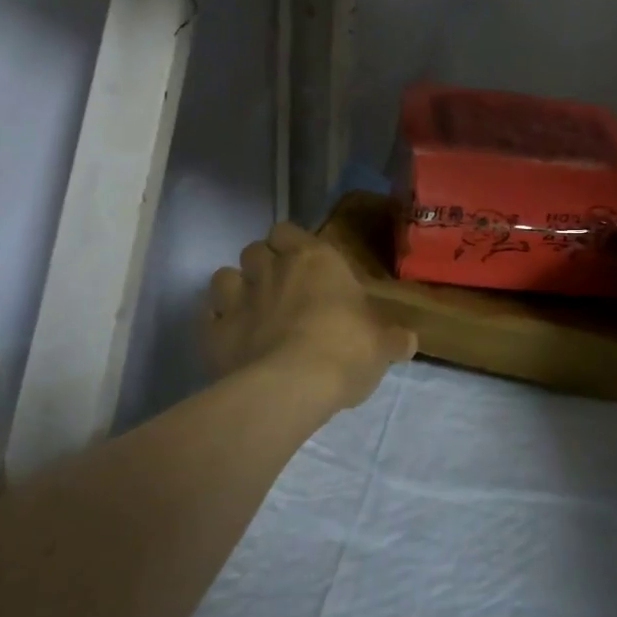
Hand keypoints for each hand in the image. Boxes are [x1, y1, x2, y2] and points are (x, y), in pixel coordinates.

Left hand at [207, 222, 416, 407]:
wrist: (292, 386)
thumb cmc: (346, 349)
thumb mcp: (382, 345)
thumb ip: (393, 338)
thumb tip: (408, 341)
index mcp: (315, 259)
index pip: (288, 230)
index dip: (291, 244)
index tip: (304, 264)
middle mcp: (273, 269)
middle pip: (254, 250)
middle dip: (263, 264)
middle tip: (280, 289)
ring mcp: (238, 299)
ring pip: (224, 276)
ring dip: (236, 289)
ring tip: (251, 310)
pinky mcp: (214, 333)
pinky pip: (209, 318)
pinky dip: (218, 324)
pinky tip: (233, 340)